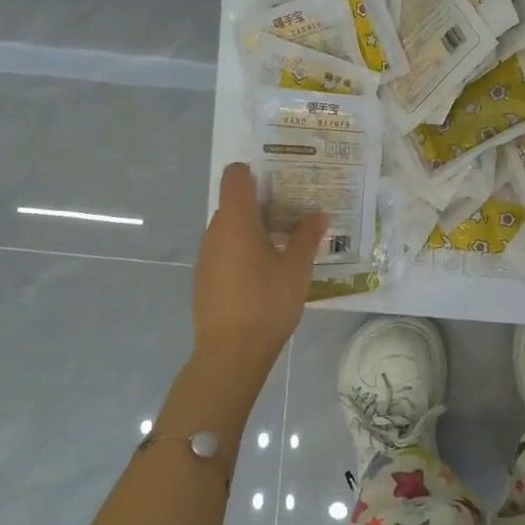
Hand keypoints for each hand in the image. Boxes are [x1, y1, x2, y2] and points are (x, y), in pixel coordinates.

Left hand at [189, 163, 327, 375]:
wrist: (230, 353)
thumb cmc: (267, 302)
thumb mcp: (297, 268)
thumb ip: (307, 237)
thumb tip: (319, 214)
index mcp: (236, 220)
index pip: (235, 176)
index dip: (254, 172)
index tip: (280, 183)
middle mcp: (215, 231)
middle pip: (234, 203)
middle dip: (262, 204)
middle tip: (294, 214)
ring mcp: (206, 256)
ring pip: (230, 229)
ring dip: (253, 230)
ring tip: (283, 245)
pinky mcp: (204, 279)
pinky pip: (224, 252)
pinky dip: (243, 252)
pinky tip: (265, 274)